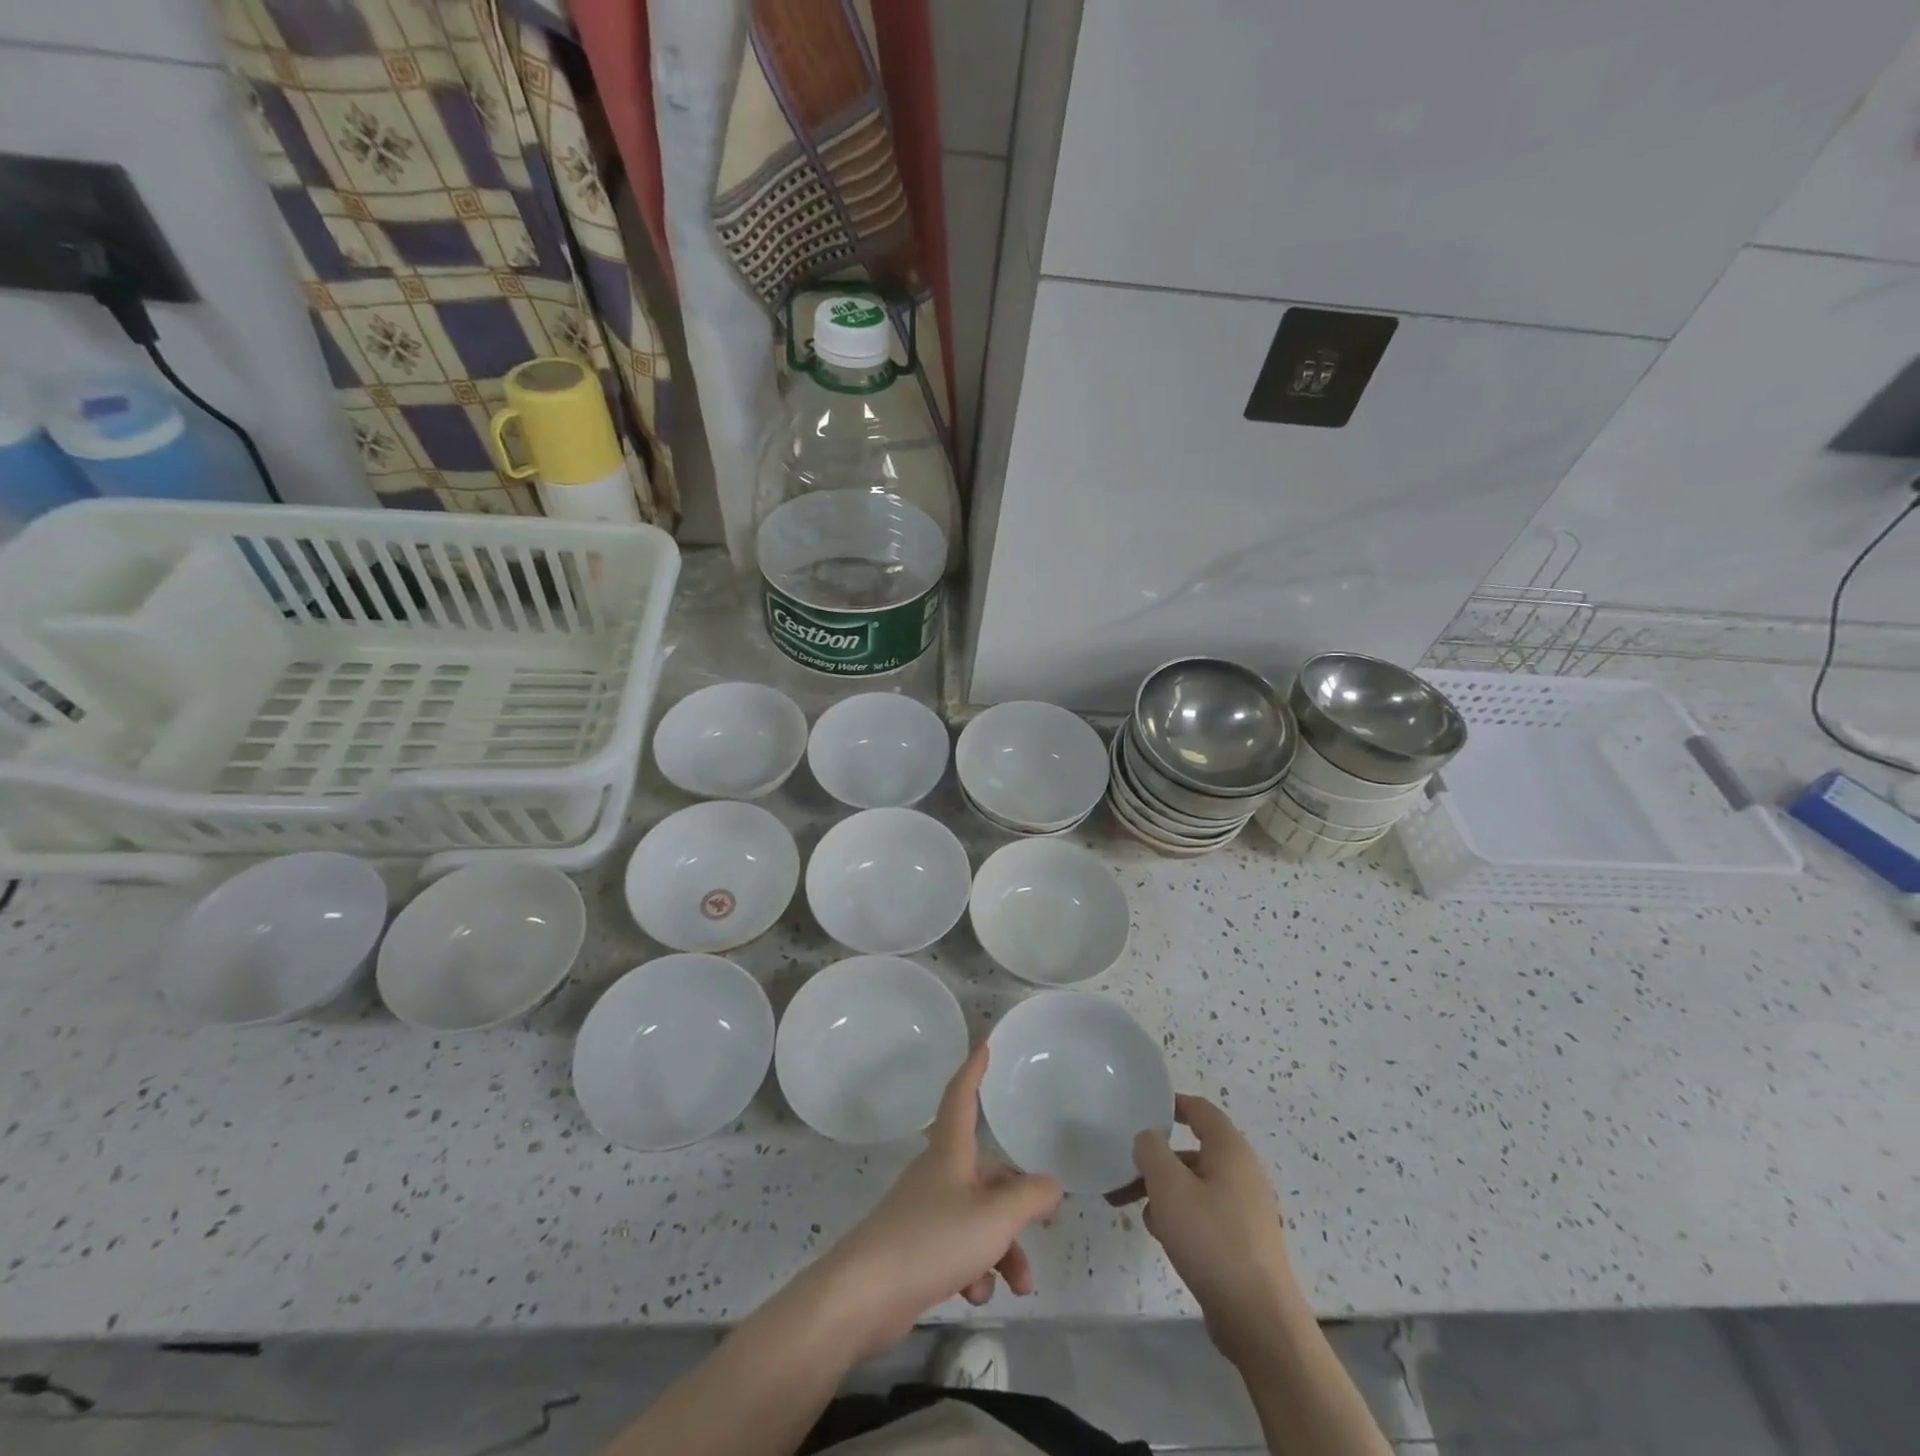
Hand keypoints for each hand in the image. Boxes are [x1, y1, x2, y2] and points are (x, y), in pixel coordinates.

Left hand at [815, 1044, 1063, 1356]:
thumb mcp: (995, 1216)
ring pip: (977, 1218)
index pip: (962, 1097)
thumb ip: (1030, 1197)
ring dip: (1002, 1249)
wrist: (866, 1294)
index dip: (973, 1071)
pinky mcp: (915, 1249)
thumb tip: (1052, 1185)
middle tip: (1042, 1231)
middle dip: (1016, 1208)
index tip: (983, 1046)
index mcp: (950, 1152)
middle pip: (986, 1175)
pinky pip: (957, 1249)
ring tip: (1019, 1287)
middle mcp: (938, 1174)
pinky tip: (974, 1294)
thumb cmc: (934, 1238)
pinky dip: (973, 1269)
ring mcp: (924, 1212)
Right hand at [1128, 1095, 1305, 1360]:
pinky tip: (1165, 1239)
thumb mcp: (1168, 1186)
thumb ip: (1151, 1150)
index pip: (1200, 1109)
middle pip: (1191, 1151)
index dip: (1170, 1104)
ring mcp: (1245, 1209)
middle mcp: (1242, 1172)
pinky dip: (1182, 1216)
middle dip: (1156, 1160)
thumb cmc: (1212, 1240)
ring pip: (1195, 1184)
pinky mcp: (1243, 1241)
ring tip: (1138, 1212)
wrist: (1259, 1320)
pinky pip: (1205, 1213)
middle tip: (1124, 1172)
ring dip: (1164, 1192)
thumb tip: (1148, 1139)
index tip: (1140, 1110)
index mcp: (1230, 1150)